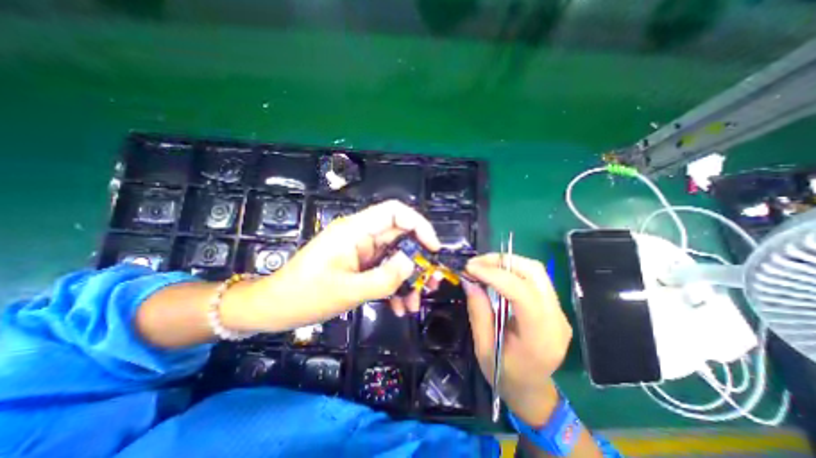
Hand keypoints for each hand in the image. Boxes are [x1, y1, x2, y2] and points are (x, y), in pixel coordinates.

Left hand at [220, 201, 438, 332]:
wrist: (274, 309)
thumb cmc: (304, 296)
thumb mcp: (347, 291)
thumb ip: (383, 278)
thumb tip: (412, 263)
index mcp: (355, 231)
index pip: (395, 212)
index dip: (418, 225)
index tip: (433, 248)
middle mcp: (361, 236)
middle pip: (400, 237)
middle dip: (418, 259)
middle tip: (432, 282)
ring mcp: (362, 252)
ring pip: (395, 257)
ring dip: (408, 279)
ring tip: (415, 303)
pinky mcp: (360, 266)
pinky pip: (385, 271)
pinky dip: (395, 287)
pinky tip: (399, 307)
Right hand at [461, 254, 567, 425]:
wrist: (532, 390)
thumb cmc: (505, 375)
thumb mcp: (483, 347)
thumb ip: (478, 311)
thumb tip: (469, 280)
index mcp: (540, 337)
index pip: (522, 293)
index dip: (495, 275)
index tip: (470, 268)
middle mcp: (556, 319)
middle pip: (534, 273)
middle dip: (502, 261)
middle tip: (475, 263)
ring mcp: (559, 311)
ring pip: (536, 271)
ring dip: (507, 262)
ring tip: (483, 265)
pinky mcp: (554, 307)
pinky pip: (535, 278)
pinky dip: (512, 270)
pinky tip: (495, 273)